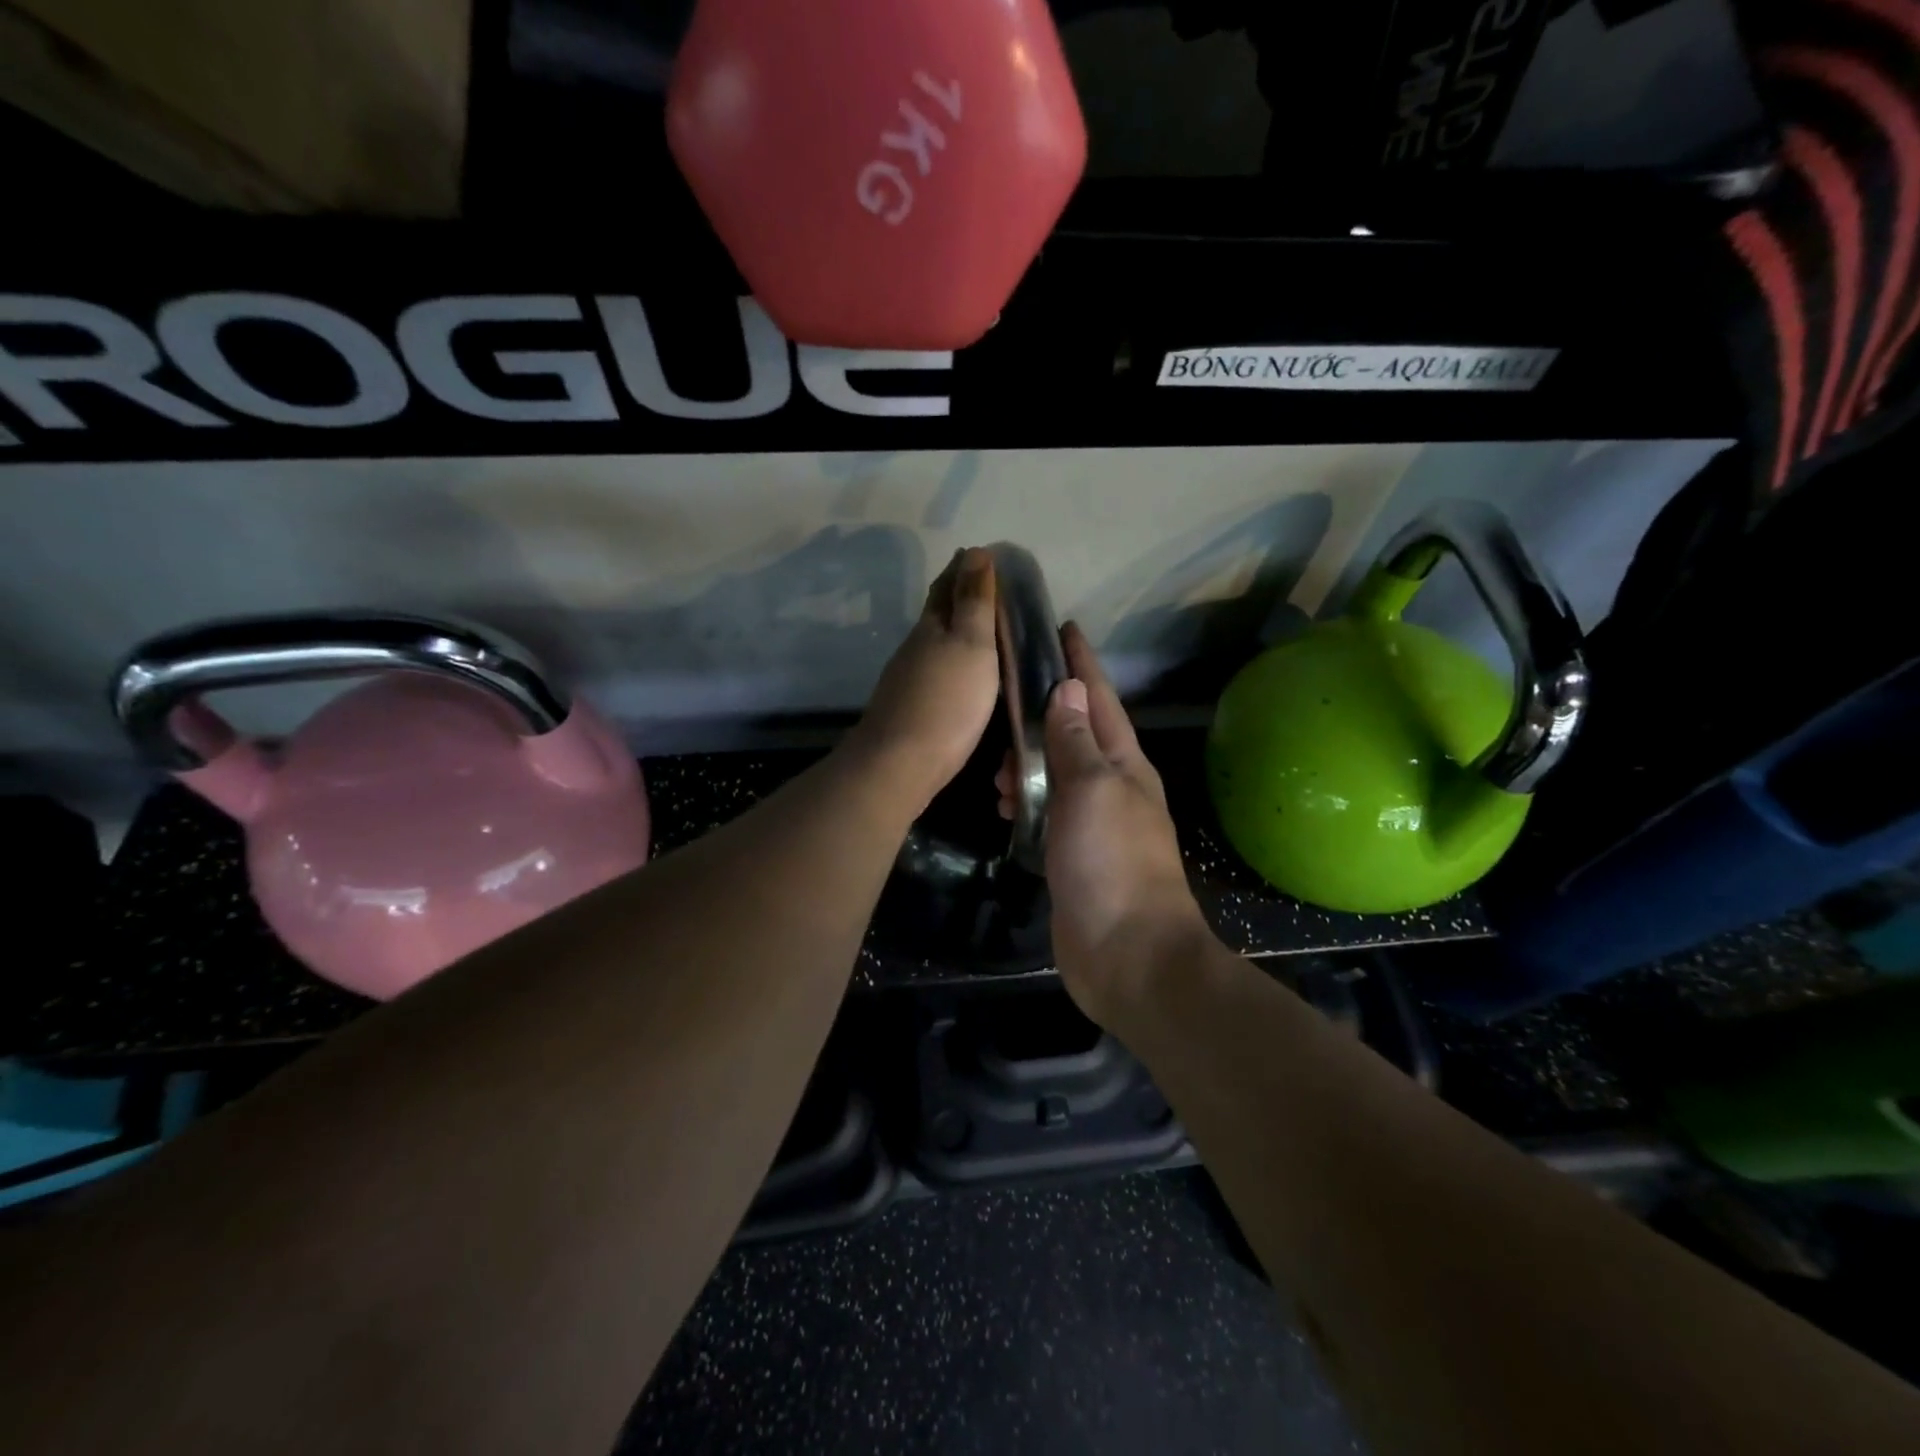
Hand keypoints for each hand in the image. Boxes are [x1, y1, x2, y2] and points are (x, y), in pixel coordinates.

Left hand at [849, 548, 1000, 810]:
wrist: (900, 764)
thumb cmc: (946, 701)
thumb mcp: (971, 644)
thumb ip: (974, 602)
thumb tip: (976, 552)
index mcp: (932, 627)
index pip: (947, 586)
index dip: (964, 568)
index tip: (982, 554)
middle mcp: (916, 648)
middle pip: (937, 613)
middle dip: (958, 595)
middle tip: (987, 586)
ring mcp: (909, 681)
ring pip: (935, 644)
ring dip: (956, 631)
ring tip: (983, 629)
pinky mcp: (911, 710)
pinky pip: (936, 673)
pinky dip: (952, 663)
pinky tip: (962, 675)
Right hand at [999, 624, 1209, 1022]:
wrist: (1129, 955)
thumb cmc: (1112, 862)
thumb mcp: (1091, 789)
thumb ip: (1075, 740)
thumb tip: (1067, 689)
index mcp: (1124, 762)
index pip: (1098, 698)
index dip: (1081, 662)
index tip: (1063, 627)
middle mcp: (1112, 786)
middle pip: (1075, 732)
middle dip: (1043, 713)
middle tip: (1004, 707)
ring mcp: (1094, 823)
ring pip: (1057, 774)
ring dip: (1029, 763)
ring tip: (997, 771)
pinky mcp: (1074, 855)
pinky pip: (1047, 812)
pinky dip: (1026, 802)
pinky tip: (1006, 807)